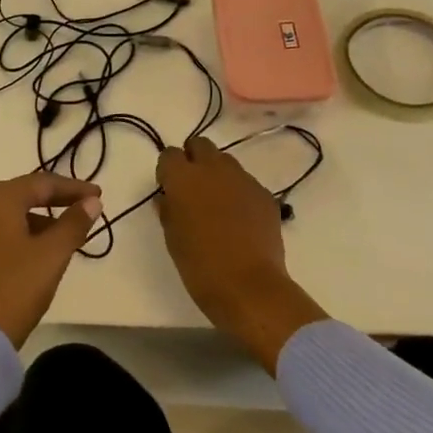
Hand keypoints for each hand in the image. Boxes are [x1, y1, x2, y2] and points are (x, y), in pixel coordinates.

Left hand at [0, 173, 102, 348]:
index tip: (99, 196)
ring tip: (70, 230)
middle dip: (57, 199)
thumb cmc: (18, 286)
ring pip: (13, 211)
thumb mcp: (53, 254)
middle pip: (25, 193)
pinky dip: (25, 230)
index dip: (73, 188)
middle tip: (86, 205)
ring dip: (42, 217)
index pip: (42, 183)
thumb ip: (74, 223)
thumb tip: (92, 202)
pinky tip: (43, 247)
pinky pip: (2, 228)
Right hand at [156, 136, 324, 373]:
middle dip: (193, 159)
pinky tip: (240, 219)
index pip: (169, 154)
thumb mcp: (172, 238)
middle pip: (200, 145)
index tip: (169, 188)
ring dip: (217, 173)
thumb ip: (168, 210)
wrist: (250, 288)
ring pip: (226, 161)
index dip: (168, 170)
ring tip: (218, 202)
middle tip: (193, 187)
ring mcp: (242, 179)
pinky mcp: (265, 195)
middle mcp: (213, 169)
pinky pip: (247, 183)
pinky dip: (239, 192)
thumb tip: (168, 198)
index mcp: (183, 177)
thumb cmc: (200, 266)